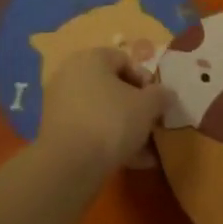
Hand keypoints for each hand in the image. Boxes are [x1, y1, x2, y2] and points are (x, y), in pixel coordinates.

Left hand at [37, 47, 172, 177]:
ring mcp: (60, 103)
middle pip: (112, 86)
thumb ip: (161, 95)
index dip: (146, 80)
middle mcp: (71, 74)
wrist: (69, 164)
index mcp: (91, 58)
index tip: (157, 102)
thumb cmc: (111, 122)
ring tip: (146, 151)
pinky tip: (130, 161)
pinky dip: (107, 141)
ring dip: (124, 127)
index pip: (125, 60)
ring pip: (101, 111)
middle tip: (151, 125)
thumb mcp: (147, 106)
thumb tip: (166, 94)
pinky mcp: (56, 131)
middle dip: (135, 107)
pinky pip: (89, 129)